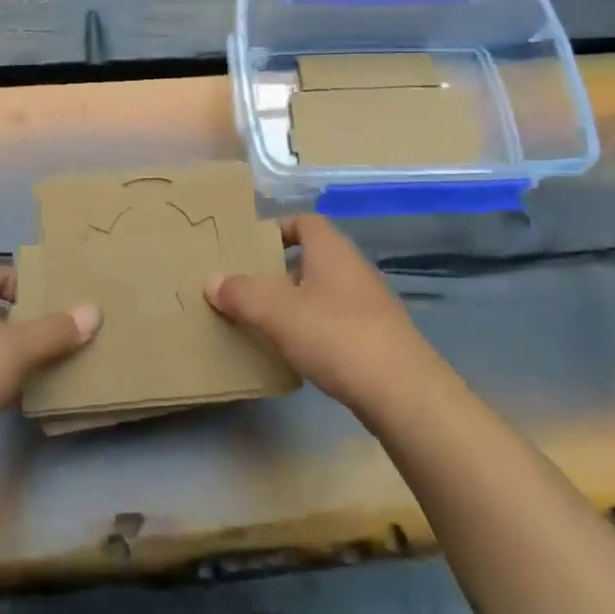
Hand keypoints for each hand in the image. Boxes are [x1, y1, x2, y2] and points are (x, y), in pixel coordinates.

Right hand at [204, 214, 434, 412]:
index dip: (277, 228)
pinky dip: (315, 328)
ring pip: (324, 291)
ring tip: (265, 321)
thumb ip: (241, 293)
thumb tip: (211, 280)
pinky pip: (337, 321)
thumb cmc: (337, 336)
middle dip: (280, 269)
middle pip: (312, 257)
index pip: (304, 221)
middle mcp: (353, 269)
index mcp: (331, 251)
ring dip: (297, 301)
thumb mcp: (277, 313)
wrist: (403, 392)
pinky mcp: (377, 338)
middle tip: (247, 287)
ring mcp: (370, 304)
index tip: (249, 247)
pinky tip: (298, 351)